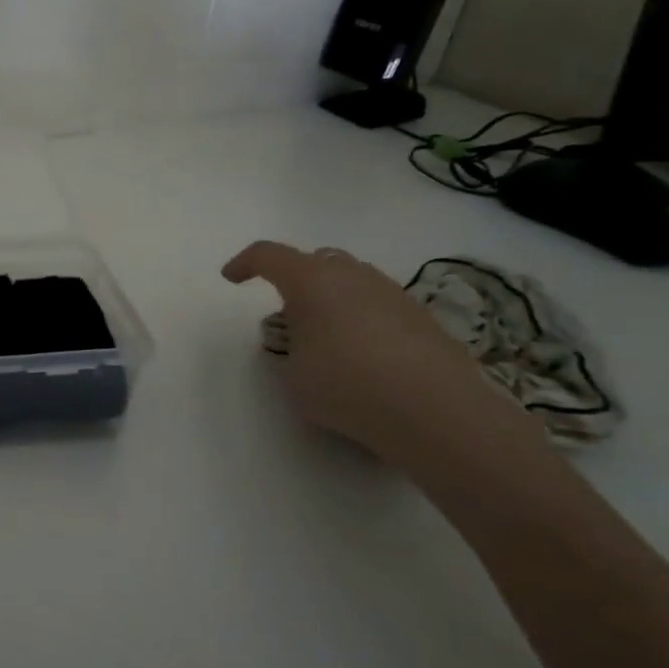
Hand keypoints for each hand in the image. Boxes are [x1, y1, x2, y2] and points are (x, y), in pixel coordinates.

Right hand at [222, 241, 545, 476]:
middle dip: (297, 278)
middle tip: (288, 312)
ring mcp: (393, 295)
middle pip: (317, 260)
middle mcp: (352, 276)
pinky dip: (364, 321)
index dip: (245, 263)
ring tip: (327, 338)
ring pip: (353, 281)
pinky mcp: (424, 320)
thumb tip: (309, 345)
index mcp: (311, 280)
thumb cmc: (346, 385)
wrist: (437, 412)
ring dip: (334, 299)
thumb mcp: (293, 374)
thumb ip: (291, 350)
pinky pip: (381, 307)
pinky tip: (365, 357)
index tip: (231, 278)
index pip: (268, 255)